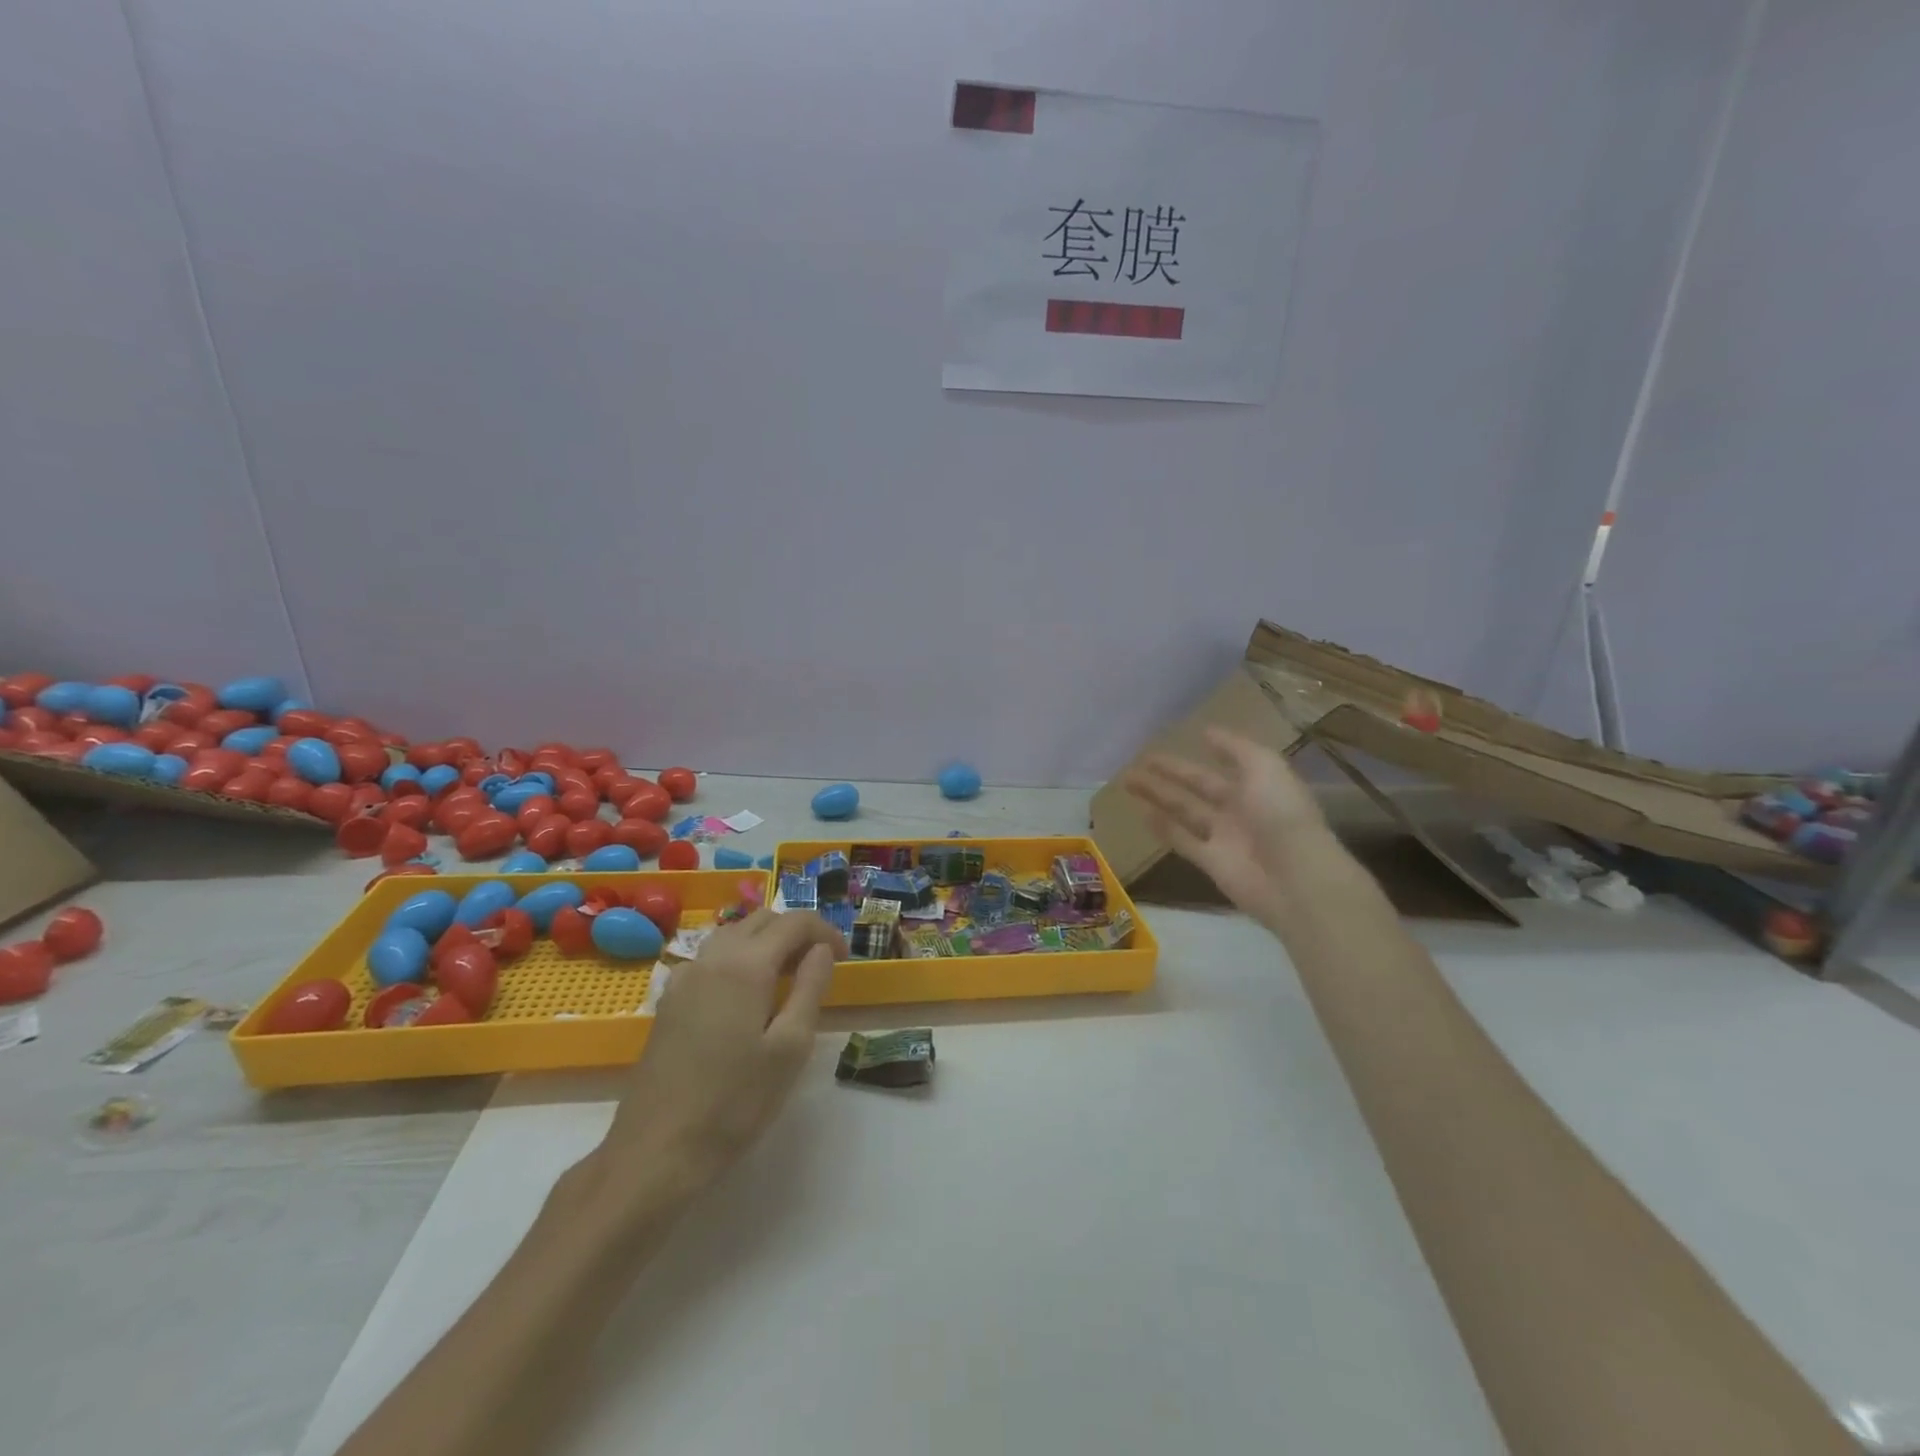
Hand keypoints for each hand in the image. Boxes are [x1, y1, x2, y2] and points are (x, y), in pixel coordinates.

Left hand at [594, 910, 846, 1204]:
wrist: (656, 1151)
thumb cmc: (734, 1102)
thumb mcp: (790, 1048)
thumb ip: (810, 988)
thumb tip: (821, 950)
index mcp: (746, 964)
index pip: (794, 922)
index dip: (825, 931)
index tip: (844, 957)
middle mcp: (712, 958)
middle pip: (762, 920)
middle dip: (796, 932)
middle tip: (820, 966)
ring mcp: (685, 977)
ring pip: (734, 934)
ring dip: (766, 942)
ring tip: (788, 977)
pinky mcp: (669, 999)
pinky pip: (712, 958)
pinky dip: (739, 958)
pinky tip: (747, 995)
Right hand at [1123, 727, 1333, 930]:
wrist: (1294, 877)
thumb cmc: (1281, 813)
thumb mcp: (1265, 767)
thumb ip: (1235, 748)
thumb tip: (1206, 732)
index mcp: (1260, 784)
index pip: (1230, 762)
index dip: (1210, 750)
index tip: (1184, 737)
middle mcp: (1241, 808)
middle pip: (1200, 786)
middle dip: (1171, 772)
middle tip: (1140, 759)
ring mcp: (1225, 837)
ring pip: (1184, 810)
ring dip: (1158, 795)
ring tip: (1128, 780)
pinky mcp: (1210, 862)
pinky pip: (1182, 840)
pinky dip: (1162, 828)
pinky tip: (1141, 813)